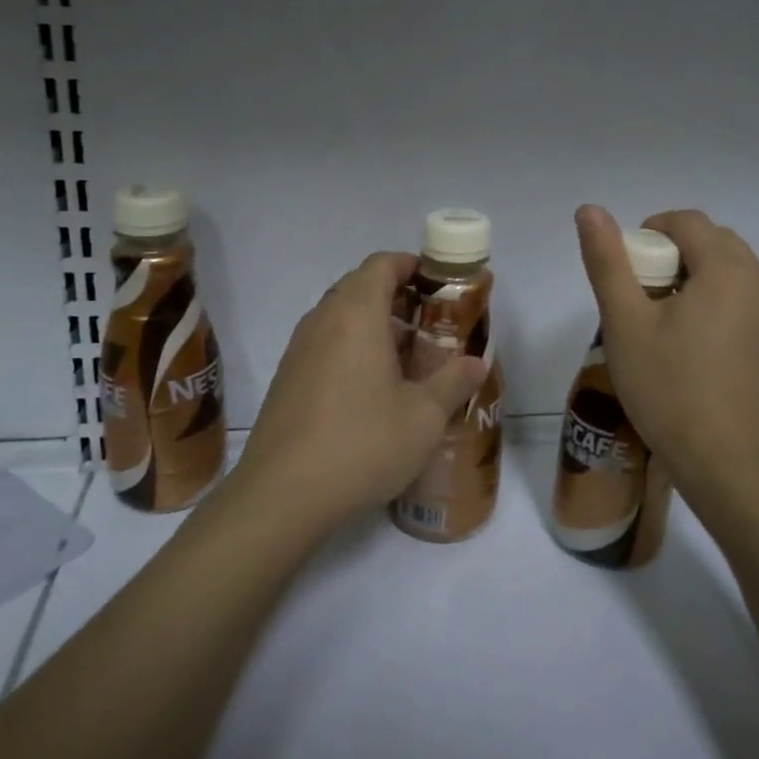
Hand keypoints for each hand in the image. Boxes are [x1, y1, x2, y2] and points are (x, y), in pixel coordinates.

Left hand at [234, 251, 488, 534]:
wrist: (282, 494)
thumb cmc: (362, 443)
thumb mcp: (423, 417)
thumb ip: (453, 382)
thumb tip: (477, 363)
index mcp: (356, 315)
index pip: (382, 264)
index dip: (411, 266)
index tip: (438, 287)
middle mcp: (322, 320)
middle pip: (359, 285)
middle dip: (396, 296)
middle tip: (428, 326)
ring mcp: (298, 349)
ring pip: (339, 315)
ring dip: (372, 323)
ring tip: (404, 358)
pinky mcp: (286, 377)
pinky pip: (323, 342)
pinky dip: (350, 347)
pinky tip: (370, 389)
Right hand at [574, 205, 758, 505]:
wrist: (720, 459)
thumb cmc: (665, 385)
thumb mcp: (623, 321)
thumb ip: (607, 260)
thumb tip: (590, 209)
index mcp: (726, 270)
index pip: (689, 223)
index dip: (654, 231)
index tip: (632, 266)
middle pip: (719, 245)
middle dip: (682, 256)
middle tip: (650, 296)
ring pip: (741, 279)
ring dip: (710, 284)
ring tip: (679, 326)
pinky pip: (758, 313)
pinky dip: (733, 314)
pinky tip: (711, 353)